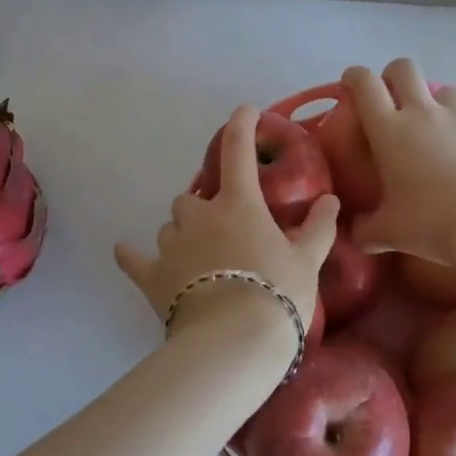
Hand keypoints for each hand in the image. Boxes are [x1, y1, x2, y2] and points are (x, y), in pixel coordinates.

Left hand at [115, 105, 338, 343]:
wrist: (234, 343)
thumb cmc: (277, 294)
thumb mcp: (307, 261)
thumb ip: (318, 227)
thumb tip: (331, 200)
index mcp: (238, 205)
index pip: (238, 153)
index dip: (241, 127)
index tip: (245, 112)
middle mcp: (199, 215)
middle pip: (193, 198)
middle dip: (205, 208)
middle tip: (225, 230)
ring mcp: (171, 245)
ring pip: (171, 226)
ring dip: (183, 233)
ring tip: (200, 257)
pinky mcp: (151, 276)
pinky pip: (134, 259)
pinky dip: (131, 255)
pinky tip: (124, 251)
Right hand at [344, 59, 455, 263]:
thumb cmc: (431, 222)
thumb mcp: (387, 233)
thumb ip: (363, 230)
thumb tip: (350, 232)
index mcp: (389, 129)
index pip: (365, 83)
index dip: (354, 76)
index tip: (350, 83)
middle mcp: (421, 113)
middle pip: (404, 68)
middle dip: (393, 75)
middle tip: (390, 98)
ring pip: (441, 89)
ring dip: (431, 100)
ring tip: (430, 126)